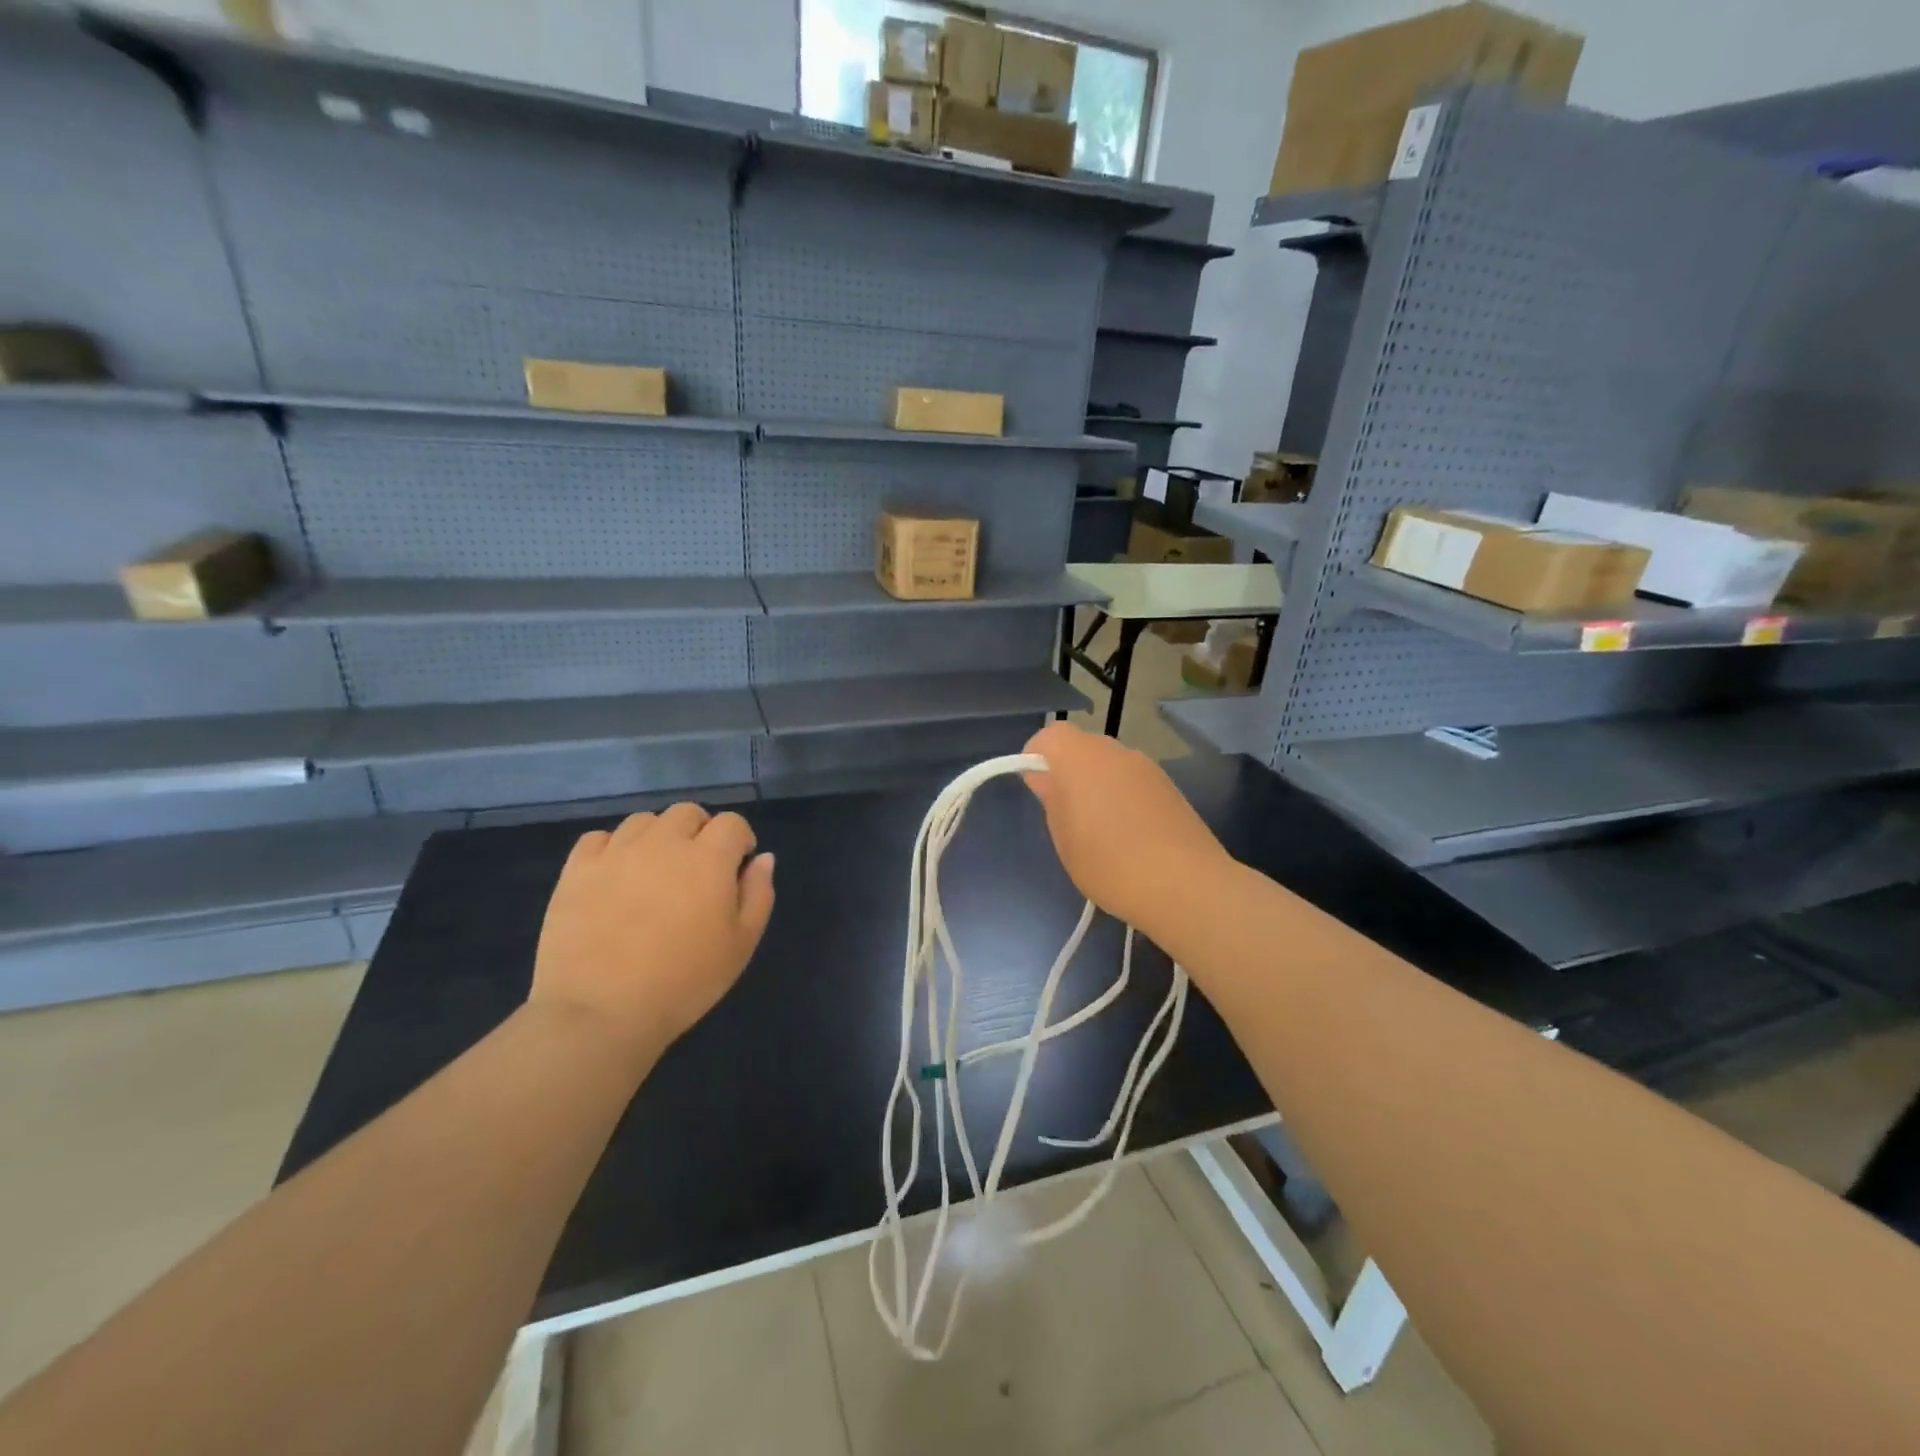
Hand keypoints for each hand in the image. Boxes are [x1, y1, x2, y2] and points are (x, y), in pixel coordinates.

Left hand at [531, 804, 775, 1064]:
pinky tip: (615, 876)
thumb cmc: (684, 982)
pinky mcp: (577, 869)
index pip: (732, 823)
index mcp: (708, 858)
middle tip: (697, 869)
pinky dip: (613, 848)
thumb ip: (758, 893)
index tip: (736, 868)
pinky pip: (598, 838)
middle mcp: (663, 842)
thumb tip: (763, 858)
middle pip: (687, 813)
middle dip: (700, 832)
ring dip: (658, 837)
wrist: (600, 1013)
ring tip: (655, 872)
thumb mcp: (741, 944)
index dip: (740, 841)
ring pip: (644, 821)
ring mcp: (616, 852)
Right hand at [1022, 722, 1229, 936]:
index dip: (1036, 756)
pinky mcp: (1169, 786)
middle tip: (1065, 814)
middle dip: (1068, 771)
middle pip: (1081, 747)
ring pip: (1109, 764)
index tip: (1035, 788)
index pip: (1049, 735)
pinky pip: (1133, 781)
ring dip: (1097, 784)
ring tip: (1099, 830)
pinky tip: (1129, 834)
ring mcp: (1146, 767)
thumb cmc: (1109, 863)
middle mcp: (1114, 751)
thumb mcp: (1065, 837)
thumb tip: (1044, 777)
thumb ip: (1052, 799)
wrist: (1185, 884)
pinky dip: (1123, 796)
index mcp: (1080, 758)